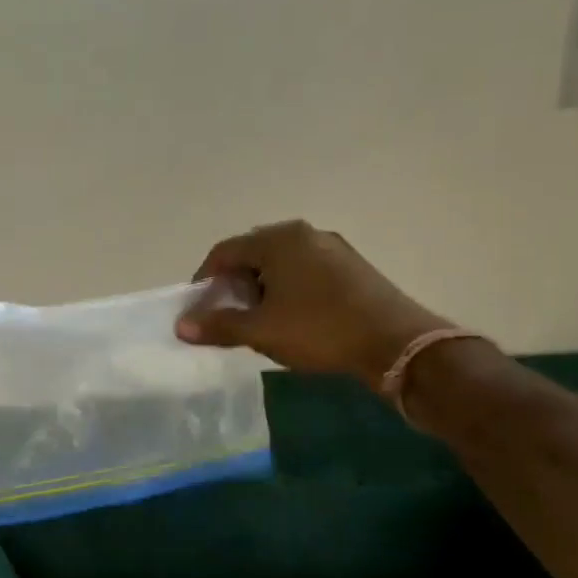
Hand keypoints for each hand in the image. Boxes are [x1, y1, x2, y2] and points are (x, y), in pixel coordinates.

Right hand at [176, 220, 451, 389]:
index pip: (224, 252)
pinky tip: (291, 317)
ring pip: (280, 263)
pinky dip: (287, 289)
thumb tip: (181, 326)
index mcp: (278, 240)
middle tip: (226, 314)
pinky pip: (305, 270)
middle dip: (233, 283)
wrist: (395, 343)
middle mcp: (304, 233)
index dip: (204, 279)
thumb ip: (218, 325)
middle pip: (252, 253)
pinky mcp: (351, 266)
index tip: (198, 308)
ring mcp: (332, 247)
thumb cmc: (319, 330)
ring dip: (260, 288)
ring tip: (257, 320)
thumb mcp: (261, 331)